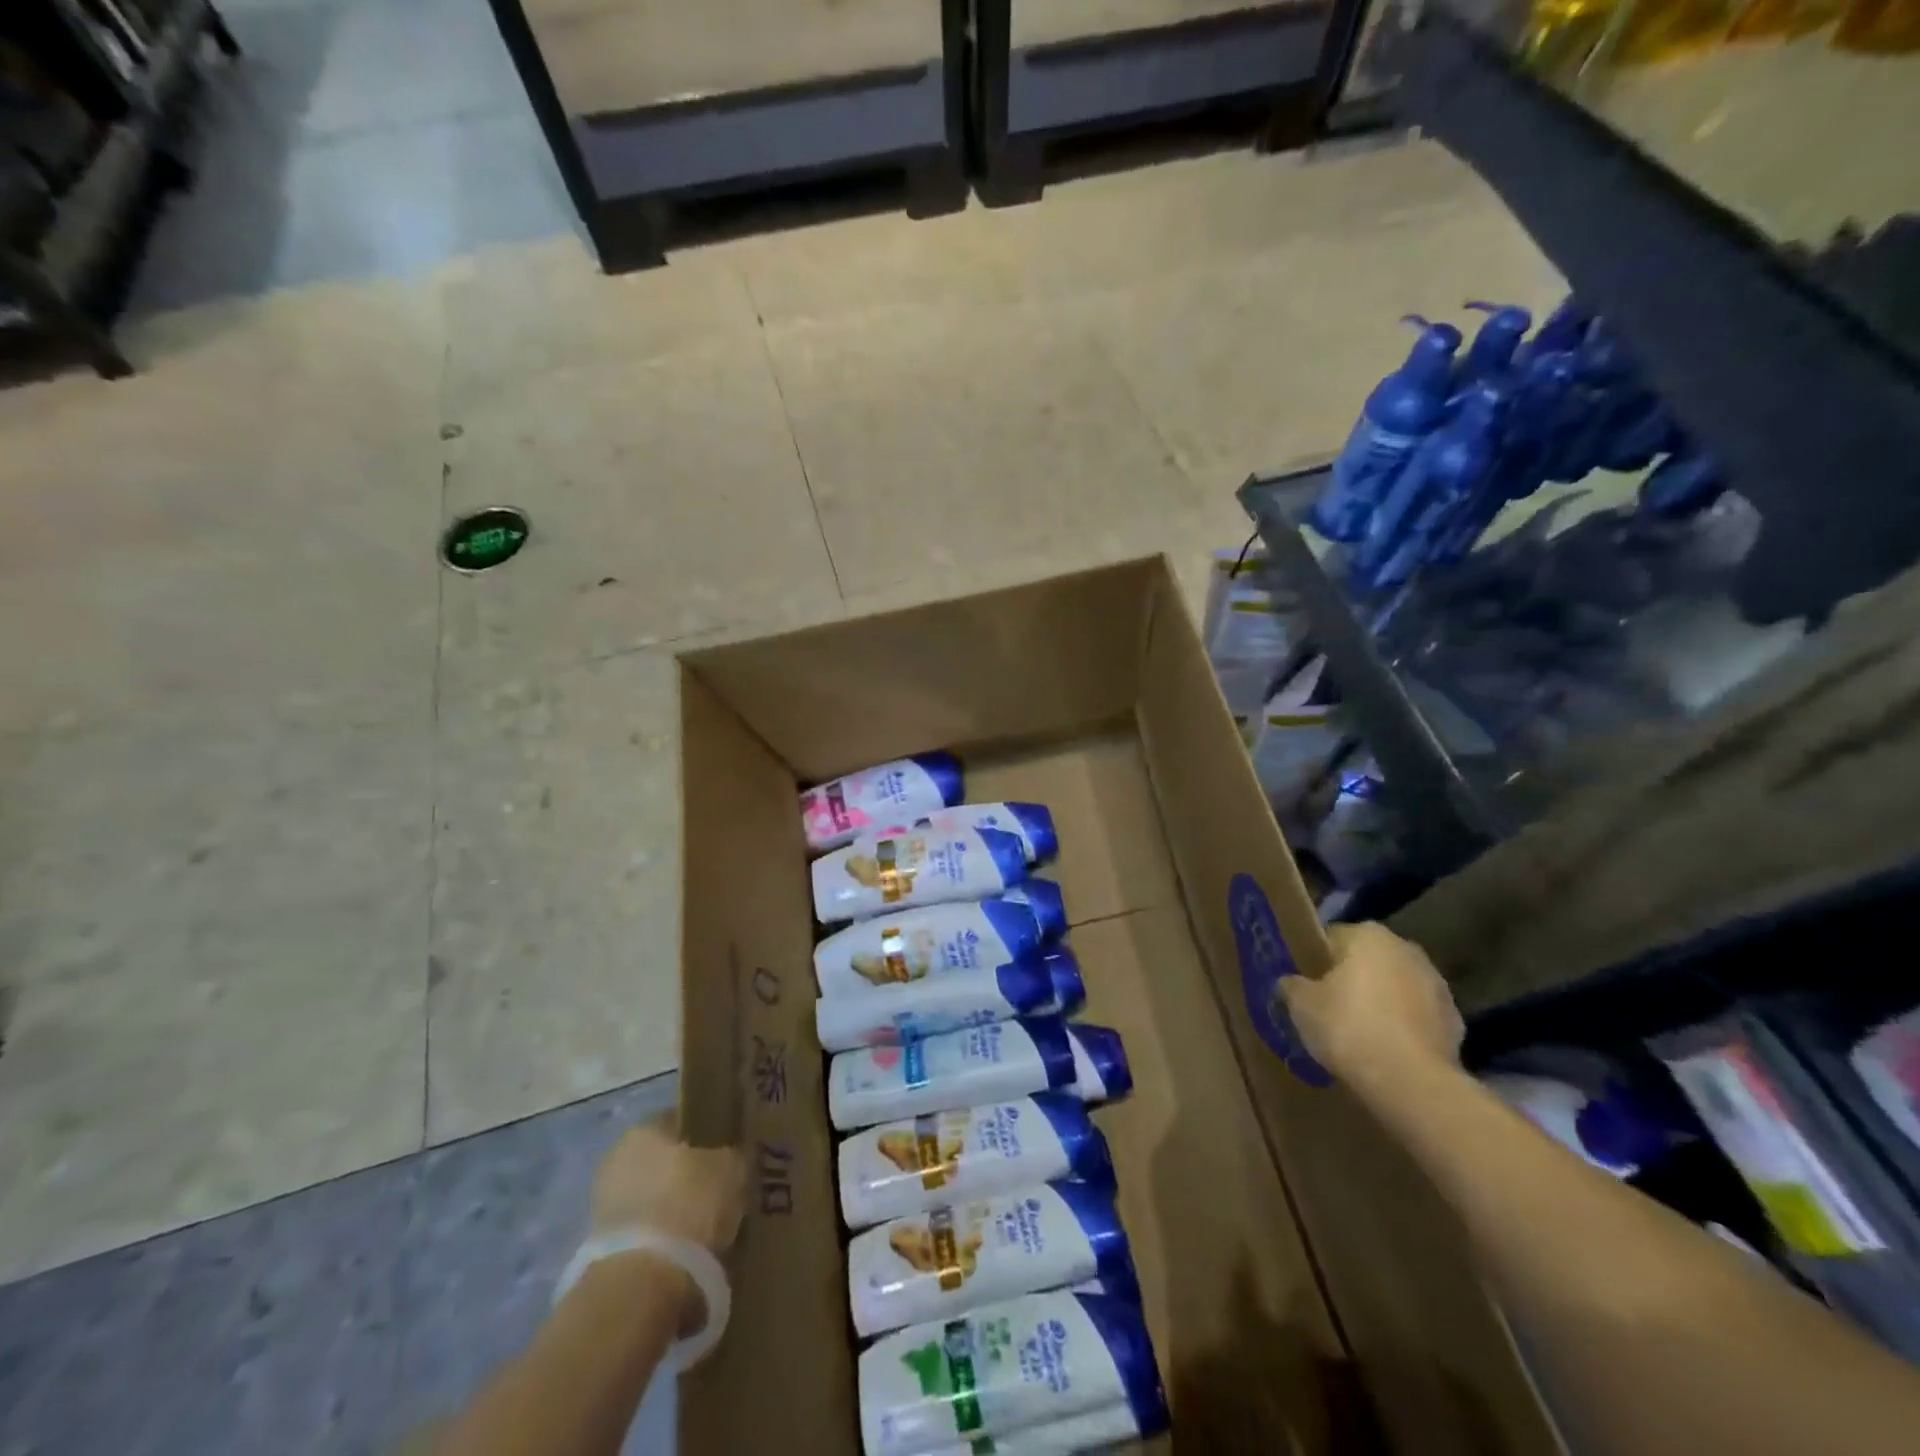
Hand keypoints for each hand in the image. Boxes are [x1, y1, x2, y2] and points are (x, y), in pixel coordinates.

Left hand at [588, 1117, 747, 1331]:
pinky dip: (661, 1239)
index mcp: (644, 1128)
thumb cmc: (690, 1204)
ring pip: (652, 1198)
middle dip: (688, 1175)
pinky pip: (643, 1232)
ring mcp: (603, 1205)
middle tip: (720, 1190)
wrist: (643, 1282)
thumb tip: (734, 1156)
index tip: (729, 1152)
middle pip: (663, 1161)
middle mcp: (617, 1158)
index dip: (708, 1135)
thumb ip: (733, 1155)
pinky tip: (686, 1253)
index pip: (682, 1120)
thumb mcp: (732, 1168)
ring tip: (706, 1227)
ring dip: (673, 1209)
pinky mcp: (600, 1249)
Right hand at [1280, 923, 1463, 1092]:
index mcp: (1368, 935)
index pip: (1331, 937)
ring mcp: (1436, 984)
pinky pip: (1416, 1017)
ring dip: (1380, 1002)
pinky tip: (1385, 1051)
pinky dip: (1402, 1027)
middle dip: (1350, 979)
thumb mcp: (1301, 1005)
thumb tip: (1290, 982)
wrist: (1411, 1083)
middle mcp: (1406, 949)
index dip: (1314, 961)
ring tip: (1358, 1034)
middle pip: (1367, 960)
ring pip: (1395, 987)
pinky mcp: (1455, 1021)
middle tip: (1328, 1008)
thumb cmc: (1349, 1028)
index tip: (1305, 984)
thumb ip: (1292, 986)